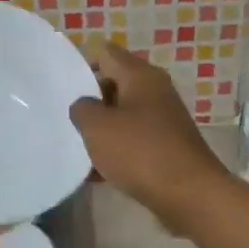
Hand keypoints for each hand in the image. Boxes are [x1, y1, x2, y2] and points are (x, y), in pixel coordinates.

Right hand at [68, 43, 230, 232]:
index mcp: (141, 75)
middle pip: (114, 84)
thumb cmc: (140, 152)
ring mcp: (163, 120)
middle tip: (63, 117)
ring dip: (101, 129)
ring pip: (123, 116)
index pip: (105, 53)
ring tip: (74, 146)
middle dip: (89, 100)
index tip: (59, 86)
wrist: (189, 194)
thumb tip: (85, 106)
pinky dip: (115, 152)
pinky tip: (95, 173)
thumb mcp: (98, 127)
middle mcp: (156, 91)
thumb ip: (82, 109)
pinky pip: (133, 142)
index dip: (81, 64)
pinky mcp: (166, 147)